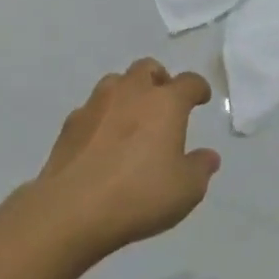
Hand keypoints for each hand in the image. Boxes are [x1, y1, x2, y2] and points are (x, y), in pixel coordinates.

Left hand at [33, 58, 219, 257]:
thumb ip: (200, 168)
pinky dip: (102, 117)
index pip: (189, 82)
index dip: (198, 88)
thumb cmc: (140, 195)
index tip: (201, 98)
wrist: (73, 210)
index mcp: (165, 103)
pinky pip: (91, 109)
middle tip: (164, 101)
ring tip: (132, 118)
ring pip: (115, 82)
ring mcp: (96, 105)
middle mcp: (131, 93)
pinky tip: (102, 141)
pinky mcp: (69, 125)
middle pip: (147, 68)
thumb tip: (208, 156)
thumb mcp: (186, 189)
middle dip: (159, 79)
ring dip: (127, 93)